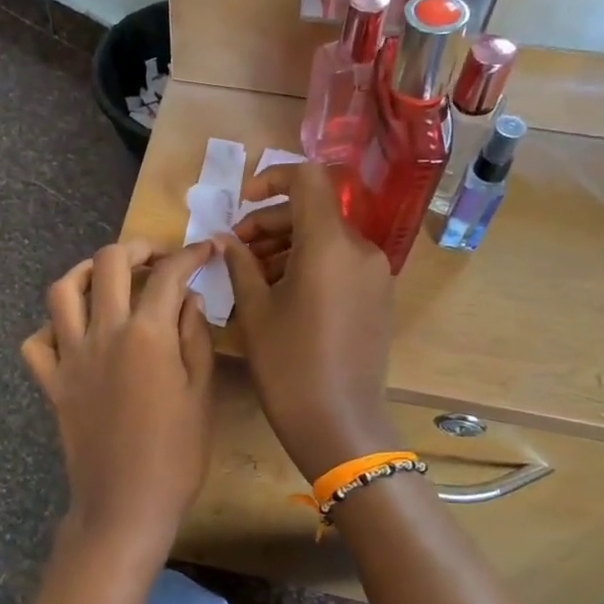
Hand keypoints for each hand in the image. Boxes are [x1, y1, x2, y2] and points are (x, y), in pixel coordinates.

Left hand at [21, 239, 218, 572]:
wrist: (125, 505)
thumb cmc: (176, 455)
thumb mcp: (201, 394)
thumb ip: (195, 338)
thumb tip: (189, 297)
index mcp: (147, 335)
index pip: (168, 275)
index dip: (190, 254)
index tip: (205, 249)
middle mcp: (103, 333)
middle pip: (108, 263)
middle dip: (136, 248)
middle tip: (156, 258)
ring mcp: (71, 357)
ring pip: (62, 291)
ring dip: (85, 272)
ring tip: (106, 278)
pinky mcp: (52, 383)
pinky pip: (36, 343)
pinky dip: (50, 328)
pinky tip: (73, 331)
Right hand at [222, 164, 399, 480]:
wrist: (339, 424)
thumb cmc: (288, 366)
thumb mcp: (255, 311)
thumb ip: (240, 264)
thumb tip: (226, 240)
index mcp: (330, 245)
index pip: (308, 179)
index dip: (272, 180)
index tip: (242, 203)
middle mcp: (360, 250)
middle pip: (314, 211)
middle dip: (271, 222)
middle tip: (236, 249)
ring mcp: (374, 274)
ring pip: (327, 239)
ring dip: (288, 245)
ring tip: (252, 274)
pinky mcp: (378, 297)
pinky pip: (341, 263)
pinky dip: (310, 264)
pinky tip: (281, 292)